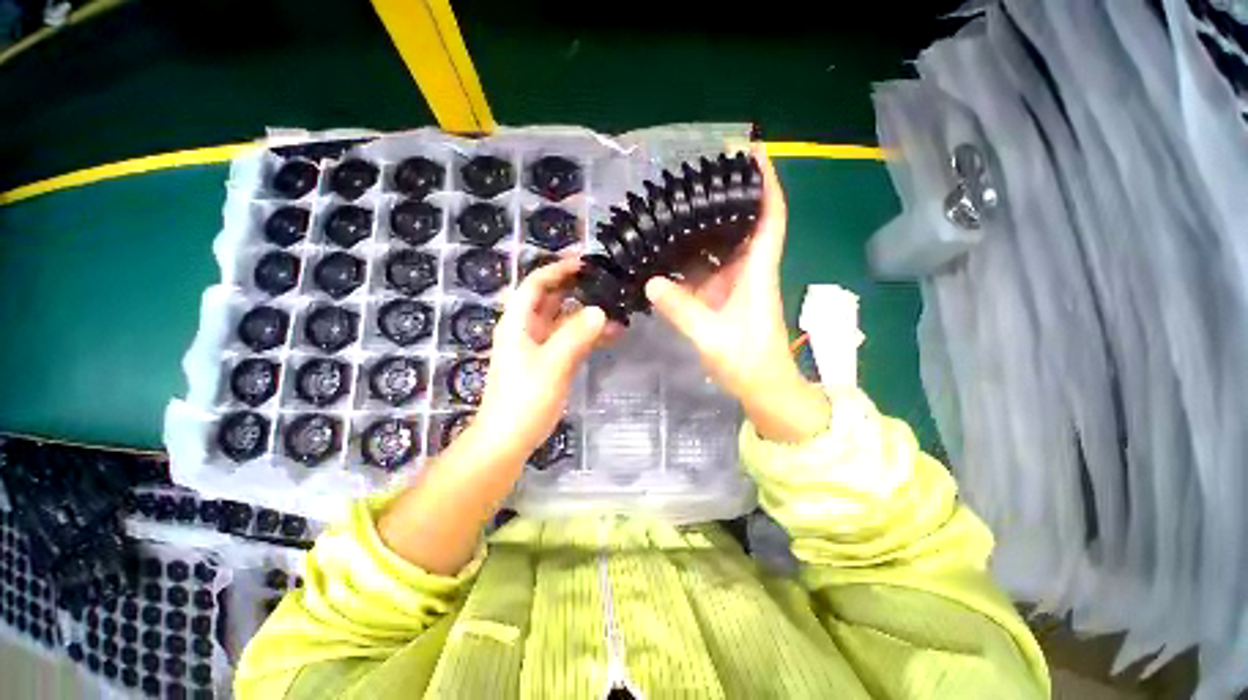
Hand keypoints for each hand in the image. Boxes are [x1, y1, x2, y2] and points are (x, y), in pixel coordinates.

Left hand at [469, 258, 608, 462]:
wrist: (509, 439)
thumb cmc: (523, 399)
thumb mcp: (551, 364)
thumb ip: (575, 336)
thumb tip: (600, 311)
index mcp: (518, 323)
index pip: (535, 285)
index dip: (556, 269)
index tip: (584, 262)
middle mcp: (528, 330)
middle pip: (552, 300)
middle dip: (576, 288)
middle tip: (606, 281)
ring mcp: (541, 347)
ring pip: (565, 321)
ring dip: (588, 314)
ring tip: (617, 307)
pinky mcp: (552, 362)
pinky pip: (573, 340)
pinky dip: (590, 335)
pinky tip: (613, 334)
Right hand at [644, 145, 828, 442]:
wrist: (762, 387)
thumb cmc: (748, 361)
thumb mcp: (713, 336)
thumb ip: (682, 310)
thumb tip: (651, 282)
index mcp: (757, 272)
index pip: (770, 217)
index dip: (766, 183)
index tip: (752, 153)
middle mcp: (747, 271)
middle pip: (742, 224)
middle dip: (725, 197)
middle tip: (695, 178)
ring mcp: (733, 285)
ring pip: (719, 247)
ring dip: (702, 228)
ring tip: (675, 209)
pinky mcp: (720, 299)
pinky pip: (704, 271)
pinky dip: (688, 259)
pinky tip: (667, 252)